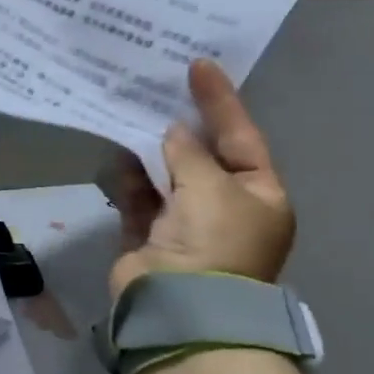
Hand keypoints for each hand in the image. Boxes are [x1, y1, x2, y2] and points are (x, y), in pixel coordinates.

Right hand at [100, 58, 294, 300]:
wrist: (180, 308)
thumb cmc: (214, 242)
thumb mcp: (211, 187)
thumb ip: (188, 152)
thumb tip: (171, 132)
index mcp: (259, 196)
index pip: (242, 137)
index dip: (221, 101)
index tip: (199, 65)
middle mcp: (225, 208)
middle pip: (202, 155)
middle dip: (180, 125)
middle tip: (156, 86)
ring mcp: (186, 224)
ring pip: (166, 175)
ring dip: (149, 149)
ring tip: (128, 113)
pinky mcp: (149, 236)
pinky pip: (138, 196)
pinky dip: (128, 178)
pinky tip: (114, 155)